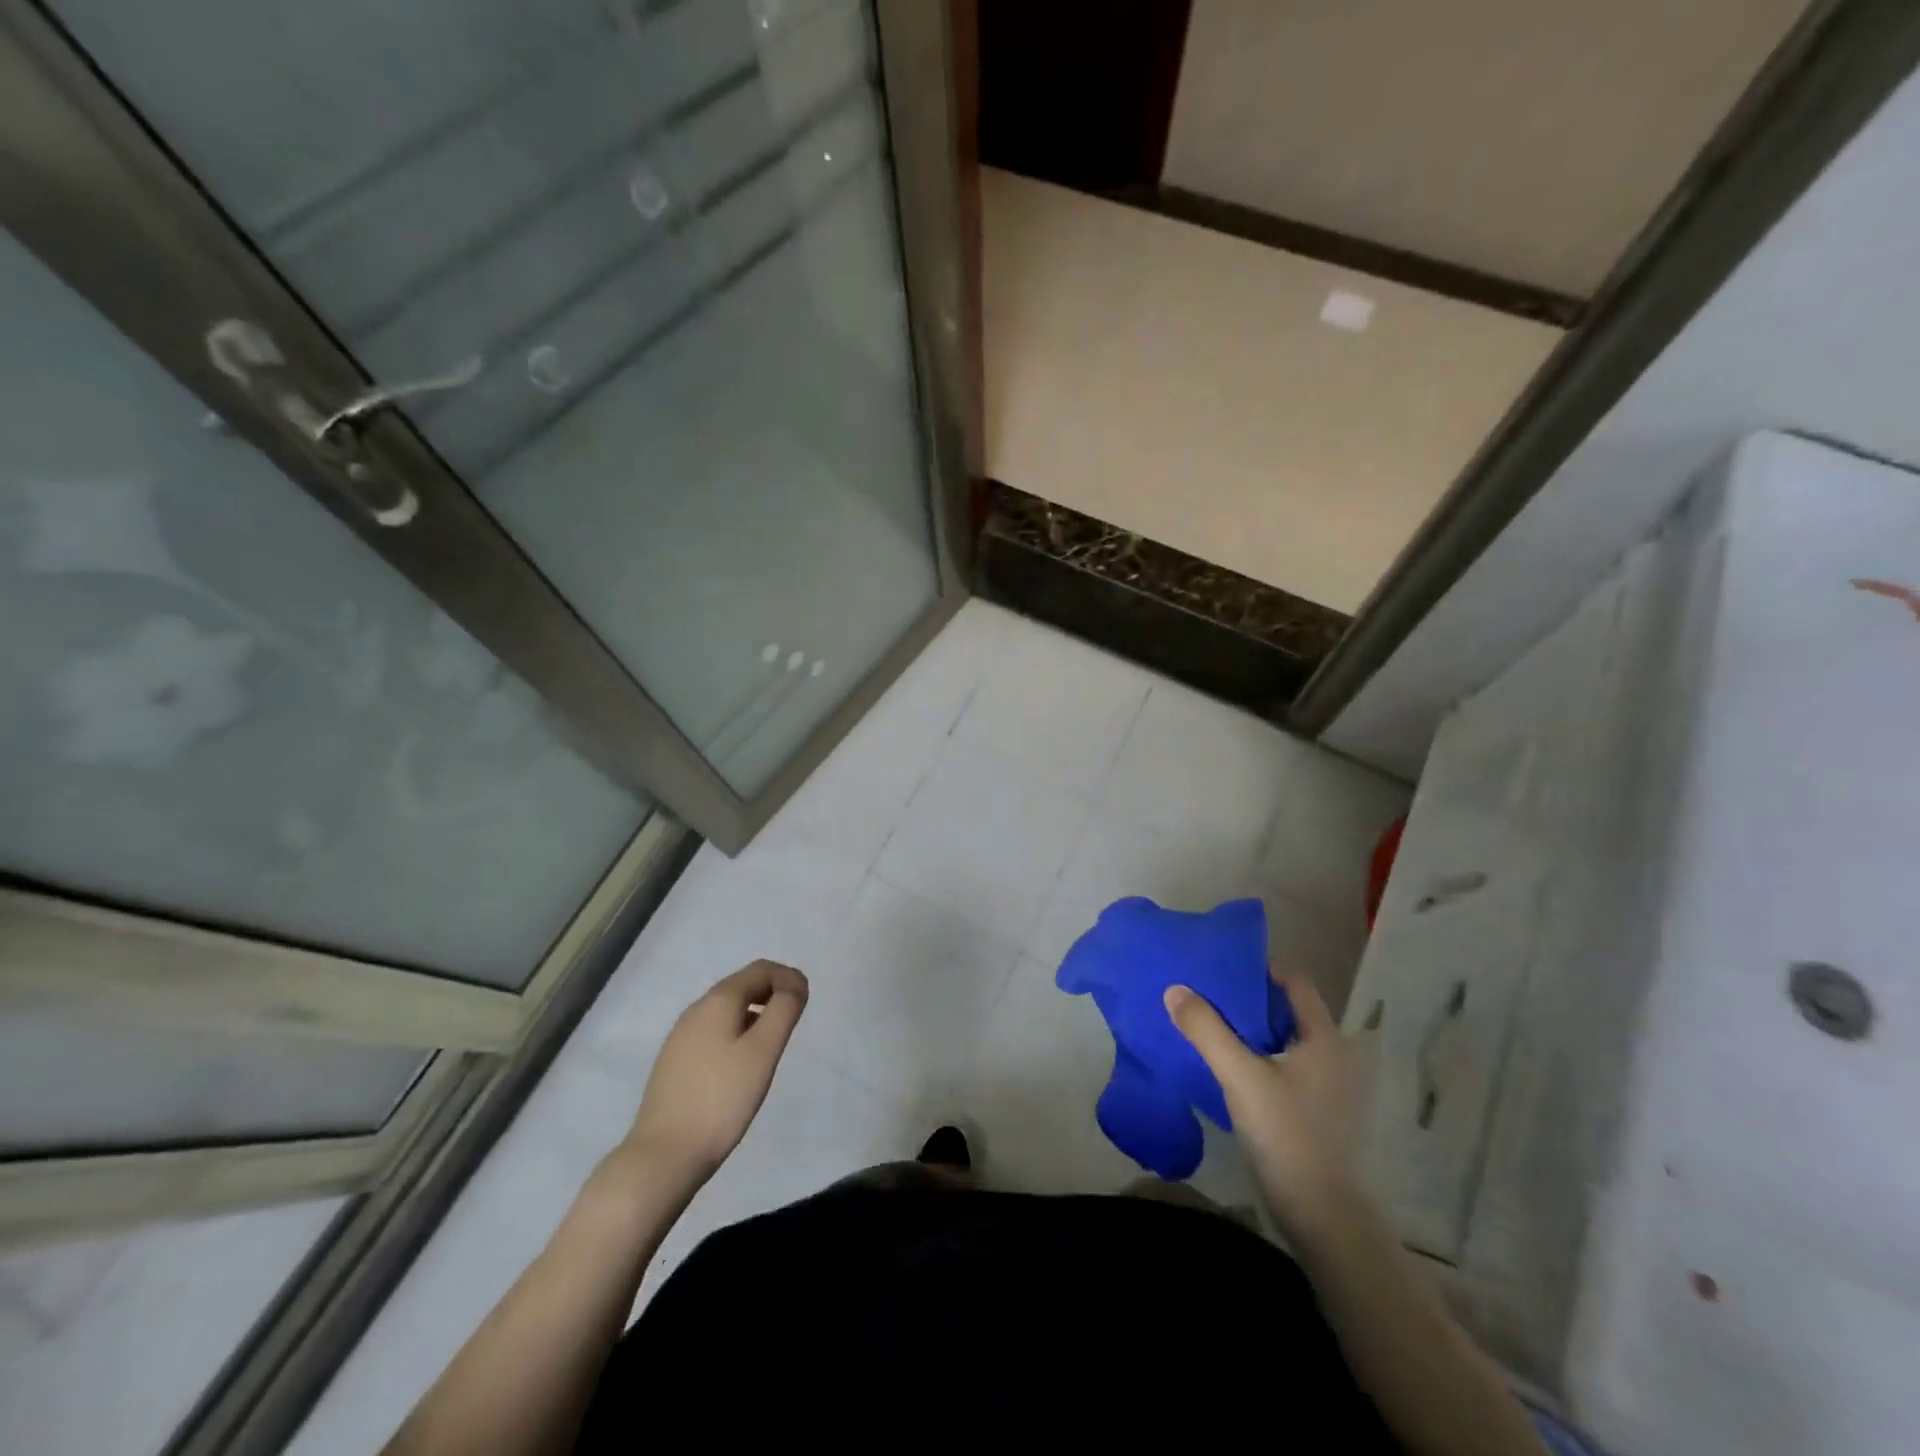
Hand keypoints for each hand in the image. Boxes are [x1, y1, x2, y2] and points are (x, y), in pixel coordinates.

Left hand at [628, 960, 807, 1180]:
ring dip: (755, 1014)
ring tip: (772, 1045)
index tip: (806, 1002)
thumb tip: (795, 984)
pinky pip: (713, 1032)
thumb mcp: (763, 1051)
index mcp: (718, 1000)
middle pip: (742, 985)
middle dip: (773, 994)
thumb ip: (784, 1010)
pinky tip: (742, 1065)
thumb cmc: (721, 1098)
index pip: (760, 968)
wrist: (664, 1154)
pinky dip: (736, 1033)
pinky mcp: (674, 1062)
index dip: (789, 977)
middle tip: (793, 1022)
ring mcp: (681, 1036)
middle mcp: (696, 1010)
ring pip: (727, 1010)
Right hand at [1165, 969, 1365, 1238]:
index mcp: (1325, 1038)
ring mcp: (1332, 1086)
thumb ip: (1206, 1030)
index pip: (1296, 983)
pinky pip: (1288, 1066)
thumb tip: (1174, 989)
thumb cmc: (1286, 1134)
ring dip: (1253, 1030)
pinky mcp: (1321, 1111)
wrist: (1321, 1216)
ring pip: (1287, 1040)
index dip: (1261, 969)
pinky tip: (1231, 1067)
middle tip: (1209, 994)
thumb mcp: (1240, 1076)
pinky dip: (1261, 1057)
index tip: (1223, 969)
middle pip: (1290, 1010)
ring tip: (1213, 1026)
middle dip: (1250, 1000)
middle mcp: (1336, 1055)